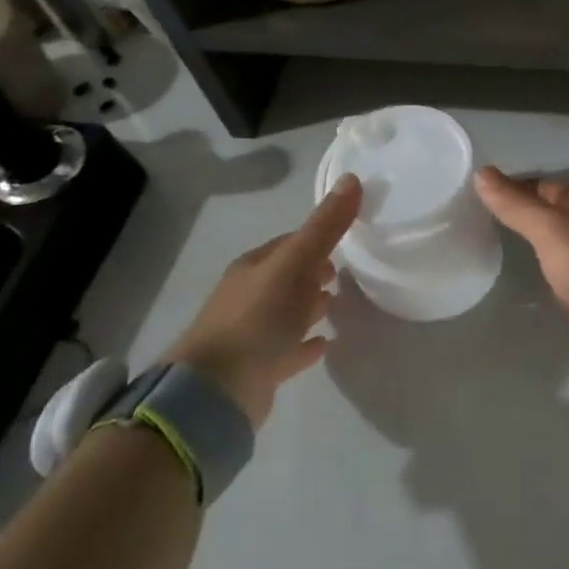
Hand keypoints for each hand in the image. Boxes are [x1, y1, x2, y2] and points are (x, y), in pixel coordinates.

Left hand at [164, 173, 361, 424]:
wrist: (216, 390)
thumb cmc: (257, 318)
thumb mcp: (295, 264)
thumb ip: (325, 226)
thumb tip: (352, 178)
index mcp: (254, 267)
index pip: (290, 244)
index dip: (317, 240)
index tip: (345, 243)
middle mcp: (248, 296)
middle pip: (287, 277)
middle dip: (314, 273)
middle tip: (343, 275)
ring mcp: (250, 334)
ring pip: (286, 312)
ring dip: (309, 306)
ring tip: (337, 305)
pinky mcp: (258, 368)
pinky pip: (288, 350)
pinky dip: (306, 344)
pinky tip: (325, 345)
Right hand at [474, 167, 568, 372]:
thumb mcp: (550, 229)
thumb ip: (517, 205)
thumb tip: (482, 172)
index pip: (547, 186)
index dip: (517, 188)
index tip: (485, 196)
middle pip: (563, 214)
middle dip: (534, 216)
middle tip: (496, 226)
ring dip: (551, 247)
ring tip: (520, 255)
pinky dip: (566, 276)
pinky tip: (555, 288)